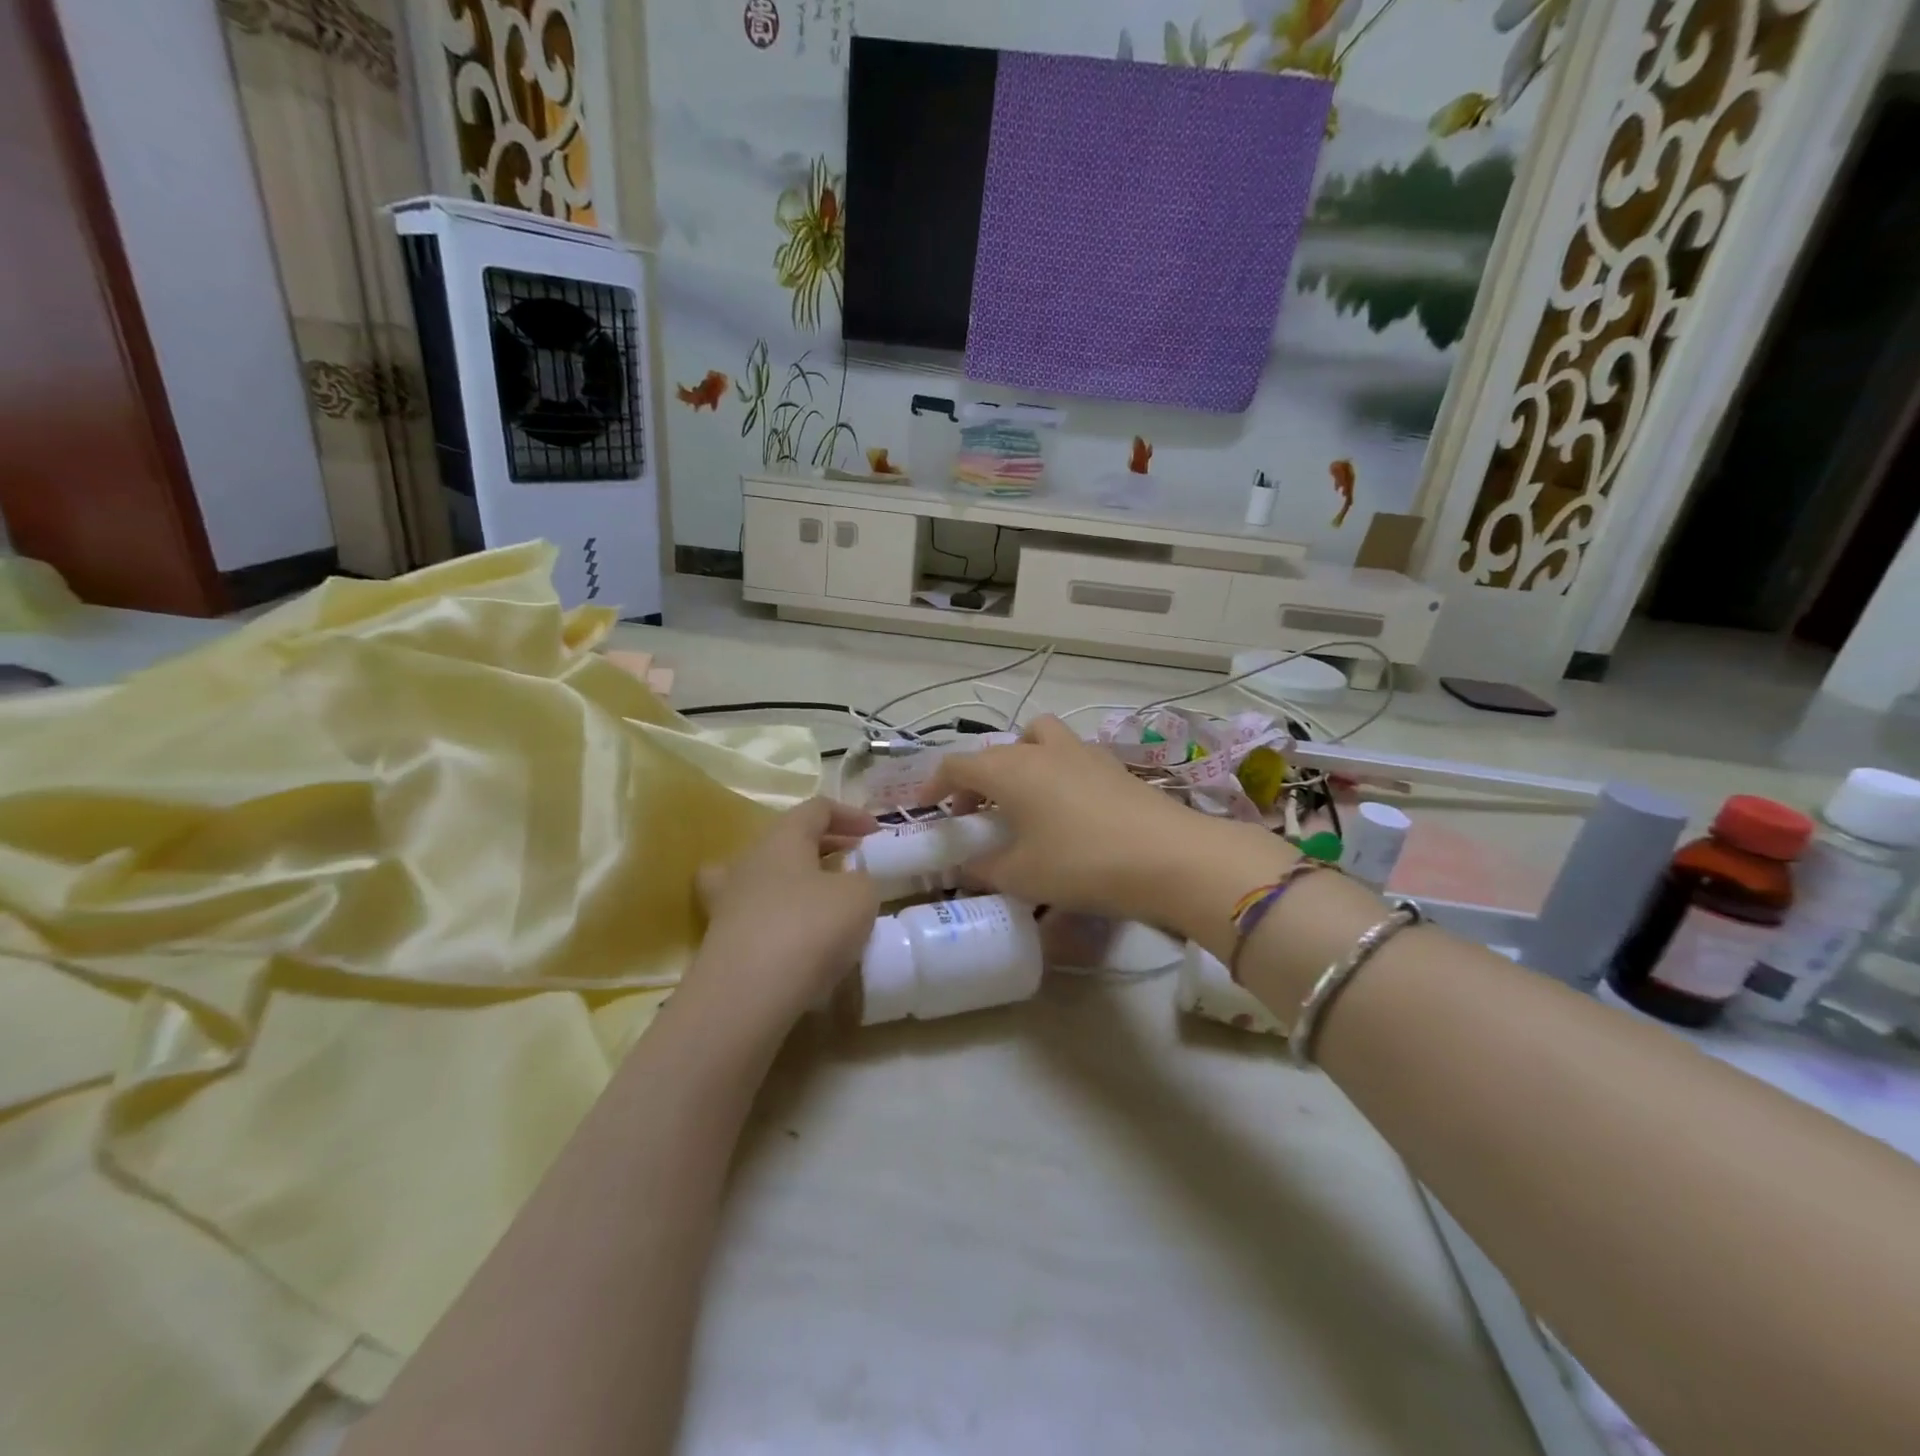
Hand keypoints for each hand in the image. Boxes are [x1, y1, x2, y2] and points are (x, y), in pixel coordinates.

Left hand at [689, 798, 881, 1028]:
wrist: (747, 993)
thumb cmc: (810, 927)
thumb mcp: (860, 896)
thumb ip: (862, 880)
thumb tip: (848, 884)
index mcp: (783, 837)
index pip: (816, 808)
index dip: (849, 814)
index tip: (875, 832)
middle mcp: (749, 860)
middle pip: (788, 839)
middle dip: (825, 845)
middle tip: (854, 860)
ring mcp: (729, 900)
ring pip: (764, 875)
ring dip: (795, 879)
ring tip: (821, 898)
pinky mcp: (721, 939)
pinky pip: (755, 916)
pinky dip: (777, 918)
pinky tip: (796, 938)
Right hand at [926, 716, 1281, 928]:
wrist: (1168, 856)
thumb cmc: (1081, 863)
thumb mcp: (1022, 876)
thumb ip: (984, 869)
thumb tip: (967, 866)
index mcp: (1010, 770)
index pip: (958, 764)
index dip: (936, 784)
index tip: (929, 808)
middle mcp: (1042, 750)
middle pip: (998, 750)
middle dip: (979, 776)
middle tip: (977, 811)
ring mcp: (1083, 753)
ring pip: (1039, 739)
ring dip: (1022, 760)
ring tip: (1024, 799)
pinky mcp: (1114, 766)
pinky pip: (1071, 756)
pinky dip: (1056, 772)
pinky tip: (1067, 810)